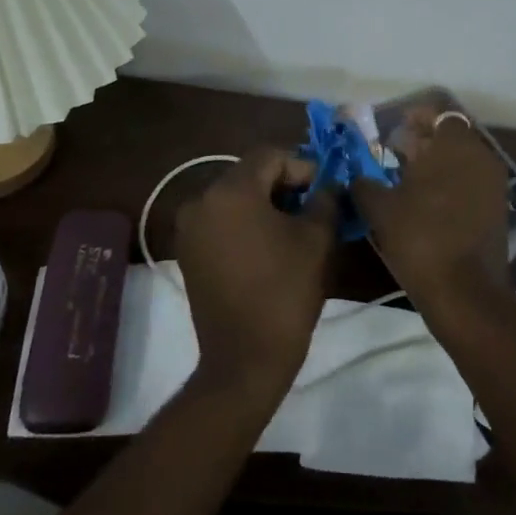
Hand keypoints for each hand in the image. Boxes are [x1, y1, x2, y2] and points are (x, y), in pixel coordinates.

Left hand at [174, 148, 337, 404]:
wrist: (245, 358)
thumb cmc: (285, 291)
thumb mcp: (317, 238)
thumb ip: (325, 199)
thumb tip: (328, 184)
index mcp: (230, 191)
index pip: (270, 156)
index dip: (303, 166)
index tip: (325, 189)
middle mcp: (201, 200)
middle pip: (249, 175)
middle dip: (284, 185)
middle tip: (314, 206)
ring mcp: (189, 228)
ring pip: (234, 198)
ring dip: (265, 204)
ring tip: (294, 228)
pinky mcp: (187, 253)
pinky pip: (221, 222)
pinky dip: (245, 224)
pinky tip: (269, 246)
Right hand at [353, 110, 511, 314]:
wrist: (466, 293)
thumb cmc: (420, 238)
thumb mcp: (380, 209)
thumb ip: (365, 185)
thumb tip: (357, 178)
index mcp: (455, 146)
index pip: (439, 115)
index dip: (416, 119)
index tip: (395, 129)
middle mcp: (481, 157)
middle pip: (452, 137)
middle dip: (425, 141)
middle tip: (396, 152)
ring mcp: (494, 185)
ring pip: (463, 161)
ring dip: (437, 164)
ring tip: (407, 179)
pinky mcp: (498, 210)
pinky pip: (471, 184)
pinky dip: (451, 185)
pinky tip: (427, 203)